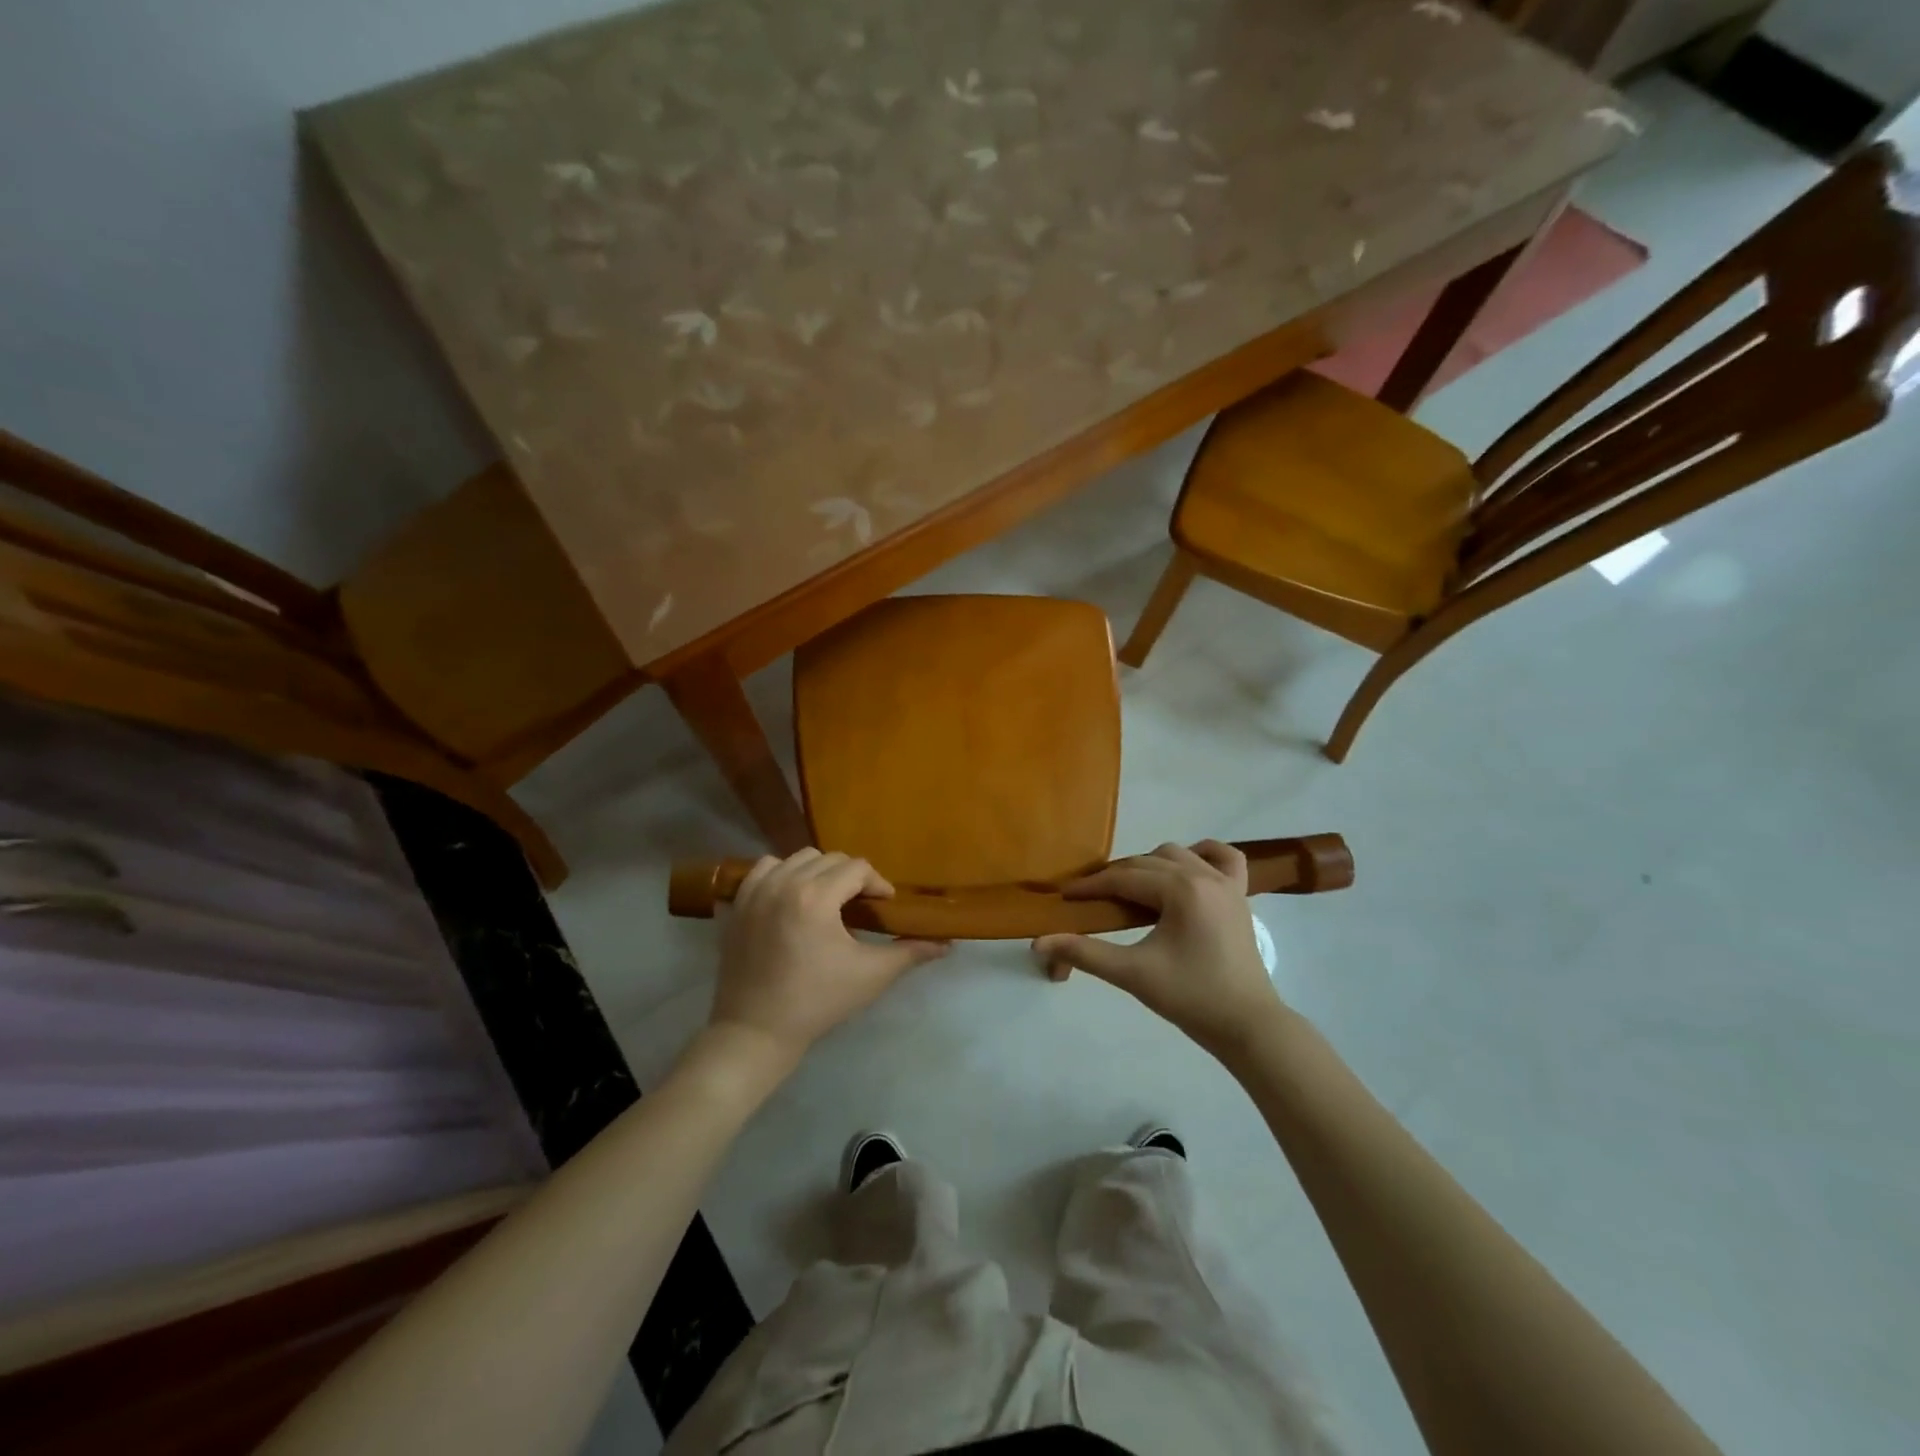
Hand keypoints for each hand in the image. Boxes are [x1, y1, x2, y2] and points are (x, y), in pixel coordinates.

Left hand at [710, 849, 948, 1066]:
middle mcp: (784, 883)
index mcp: (816, 897)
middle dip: (850, 877)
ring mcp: (756, 891)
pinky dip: (781, 873)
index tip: (884, 905)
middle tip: (859, 905)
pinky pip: (764, 869)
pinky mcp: (738, 903)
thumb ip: (909, 952)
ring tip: (826, 899)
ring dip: (817, 872)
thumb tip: (946, 943)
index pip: (857, 868)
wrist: (756, 1030)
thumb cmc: (818, 1002)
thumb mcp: (870, 975)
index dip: (877, 883)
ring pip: (796, 859)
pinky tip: (791, 896)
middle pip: (829, 859)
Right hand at [1033, 841, 1282, 1059]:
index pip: (1124, 878)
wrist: (1248, 1026)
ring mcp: (1227, 883)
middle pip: (1146, 862)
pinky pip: (1223, 858)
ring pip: (1177, 854)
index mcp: (1181, 889)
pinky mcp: (1240, 896)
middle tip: (1091, 901)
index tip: (1065, 896)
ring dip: (1150, 866)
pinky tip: (1185, 869)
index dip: (1091, 886)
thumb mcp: (1132, 974)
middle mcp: (1204, 875)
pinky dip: (1201, 854)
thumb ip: (1084, 953)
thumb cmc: (1190, 998)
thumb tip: (1039, 942)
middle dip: (1115, 877)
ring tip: (1131, 893)